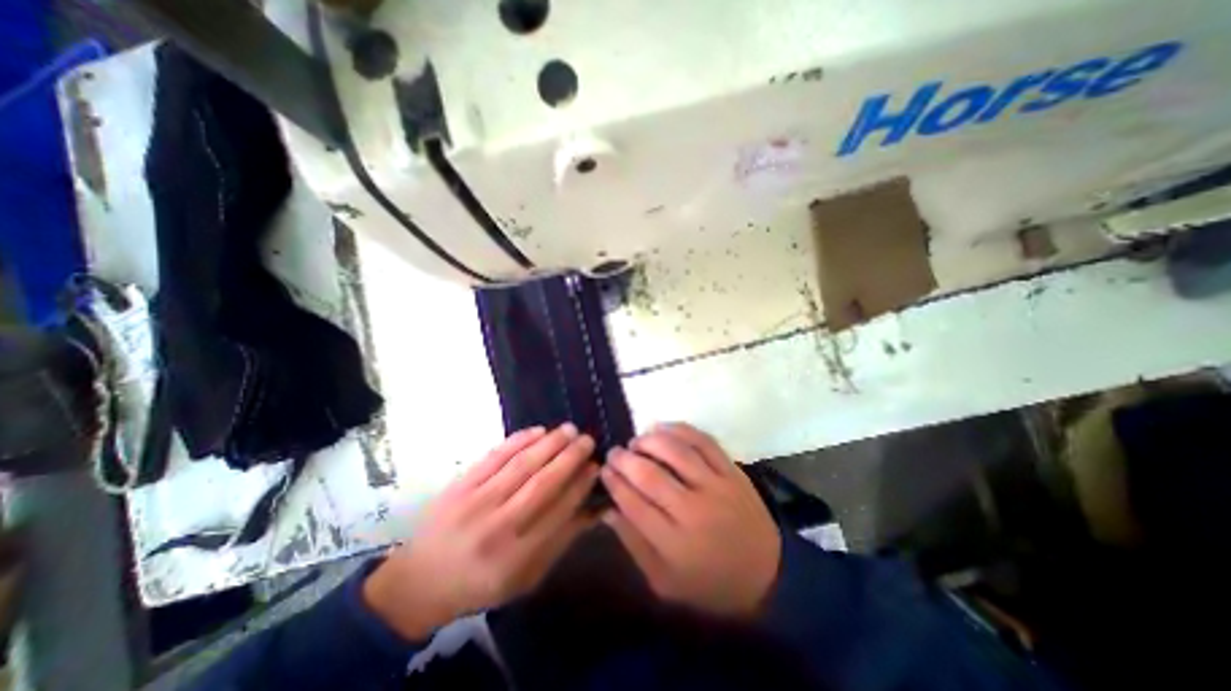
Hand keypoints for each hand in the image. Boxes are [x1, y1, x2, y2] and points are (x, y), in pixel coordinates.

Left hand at [363, 423, 599, 638]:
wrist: (420, 581)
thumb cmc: (481, 582)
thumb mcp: (526, 577)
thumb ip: (561, 542)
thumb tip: (594, 510)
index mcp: (517, 556)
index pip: (559, 511)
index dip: (580, 485)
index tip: (595, 466)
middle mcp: (499, 526)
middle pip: (543, 483)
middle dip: (570, 457)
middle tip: (587, 439)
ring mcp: (477, 502)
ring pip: (522, 464)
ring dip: (550, 443)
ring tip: (569, 429)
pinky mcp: (461, 485)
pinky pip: (495, 456)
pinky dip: (519, 440)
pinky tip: (538, 431)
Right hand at [602, 424, 781, 618]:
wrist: (768, 575)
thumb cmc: (710, 583)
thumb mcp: (665, 582)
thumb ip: (634, 545)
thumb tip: (608, 509)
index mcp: (675, 544)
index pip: (633, 503)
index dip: (614, 482)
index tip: (603, 470)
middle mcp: (694, 510)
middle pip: (650, 474)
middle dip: (624, 459)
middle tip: (614, 453)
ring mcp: (717, 486)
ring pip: (676, 451)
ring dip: (649, 440)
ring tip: (637, 441)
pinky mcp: (732, 471)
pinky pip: (703, 441)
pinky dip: (680, 430)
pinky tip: (663, 428)